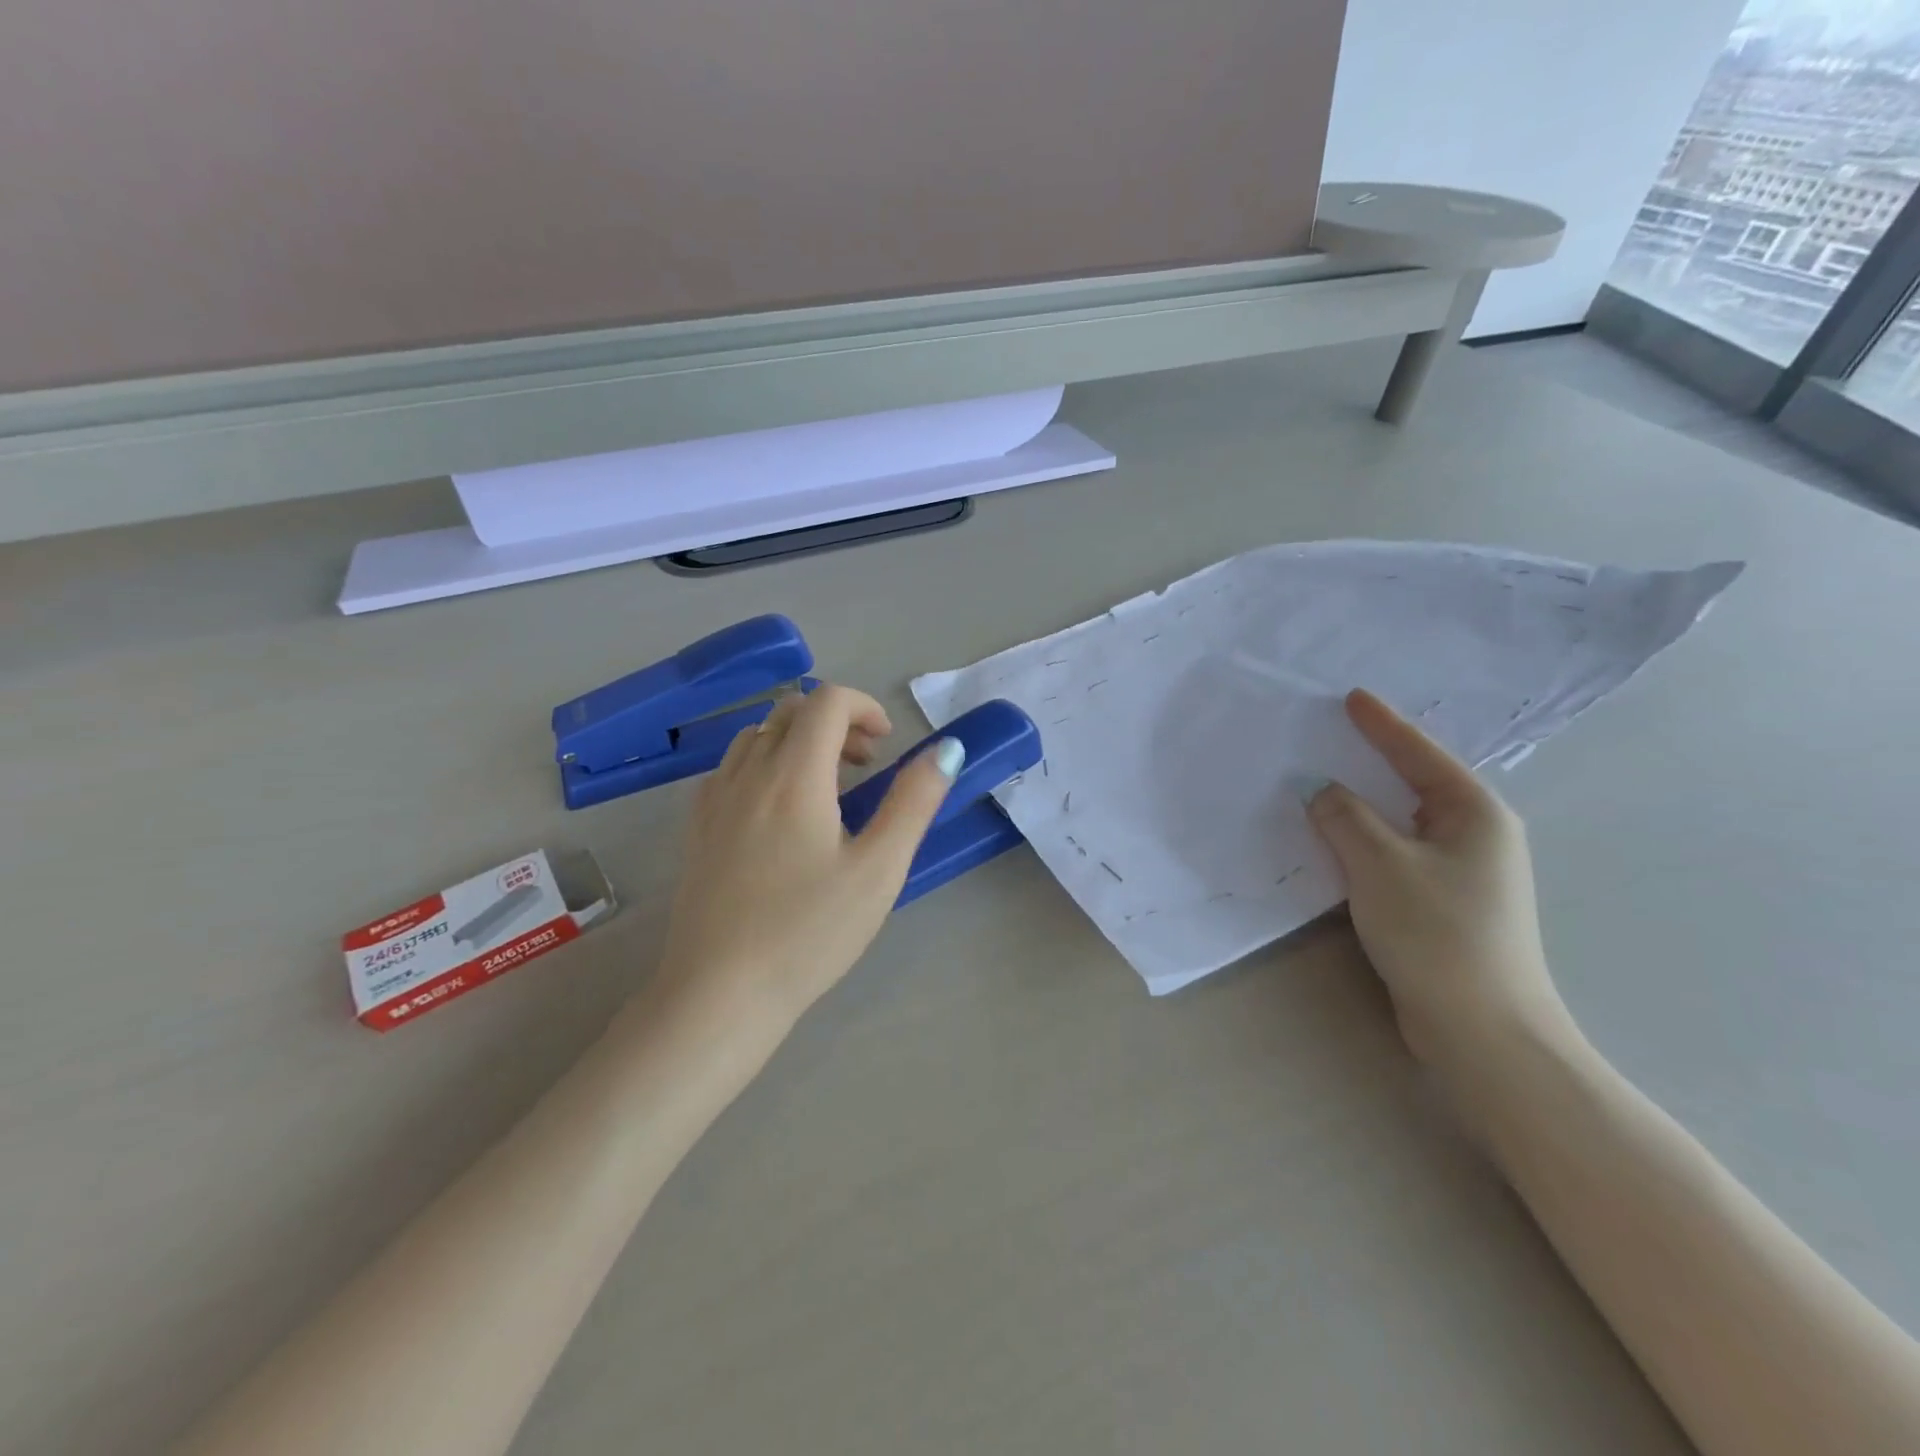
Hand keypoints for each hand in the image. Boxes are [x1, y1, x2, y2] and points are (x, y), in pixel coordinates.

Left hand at [655, 684, 962, 1028]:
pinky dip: (763, 764)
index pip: (827, 700)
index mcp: (794, 775)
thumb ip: (914, 802)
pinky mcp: (696, 828)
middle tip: (864, 765)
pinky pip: (731, 767)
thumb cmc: (808, 932)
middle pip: (790, 710)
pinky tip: (779, 813)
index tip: (886, 745)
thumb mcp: (879, 869)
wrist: (719, 993)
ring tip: (826, 788)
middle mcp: (748, 773)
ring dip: (797, 741)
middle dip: (835, 721)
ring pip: (756, 735)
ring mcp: (714, 799)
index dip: (864, 707)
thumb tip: (946, 749)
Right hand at [1305, 689, 1578, 1108]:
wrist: (1481, 1029)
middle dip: (1377, 756)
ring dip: (1368, 799)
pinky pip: (1398, 849)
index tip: (1352, 696)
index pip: (1420, 753)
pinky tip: (1341, 835)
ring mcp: (1464, 870)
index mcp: (1474, 812)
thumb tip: (1322, 791)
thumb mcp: (1379, 863)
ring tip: (1331, 774)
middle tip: (1337, 729)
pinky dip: (1367, 835)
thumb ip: (1344, 816)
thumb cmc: (1436, 932)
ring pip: (1405, 818)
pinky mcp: (1445, 900)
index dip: (1382, 724)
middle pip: (1417, 780)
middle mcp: (1477, 834)